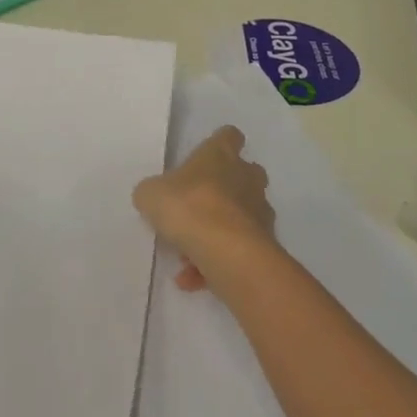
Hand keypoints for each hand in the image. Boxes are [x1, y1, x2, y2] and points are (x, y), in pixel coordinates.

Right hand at [133, 126, 276, 291]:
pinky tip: (192, 280)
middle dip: (227, 189)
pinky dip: (217, 264)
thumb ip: (153, 192)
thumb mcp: (151, 194)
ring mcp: (260, 212)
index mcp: (220, 155)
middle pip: (246, 174)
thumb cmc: (188, 206)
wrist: (225, 251)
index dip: (220, 144)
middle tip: (200, 206)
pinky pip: (238, 251)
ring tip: (188, 257)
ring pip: (242, 216)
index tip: (207, 157)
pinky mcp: (265, 244)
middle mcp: (246, 178)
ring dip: (219, 233)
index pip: (229, 136)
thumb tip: (154, 197)